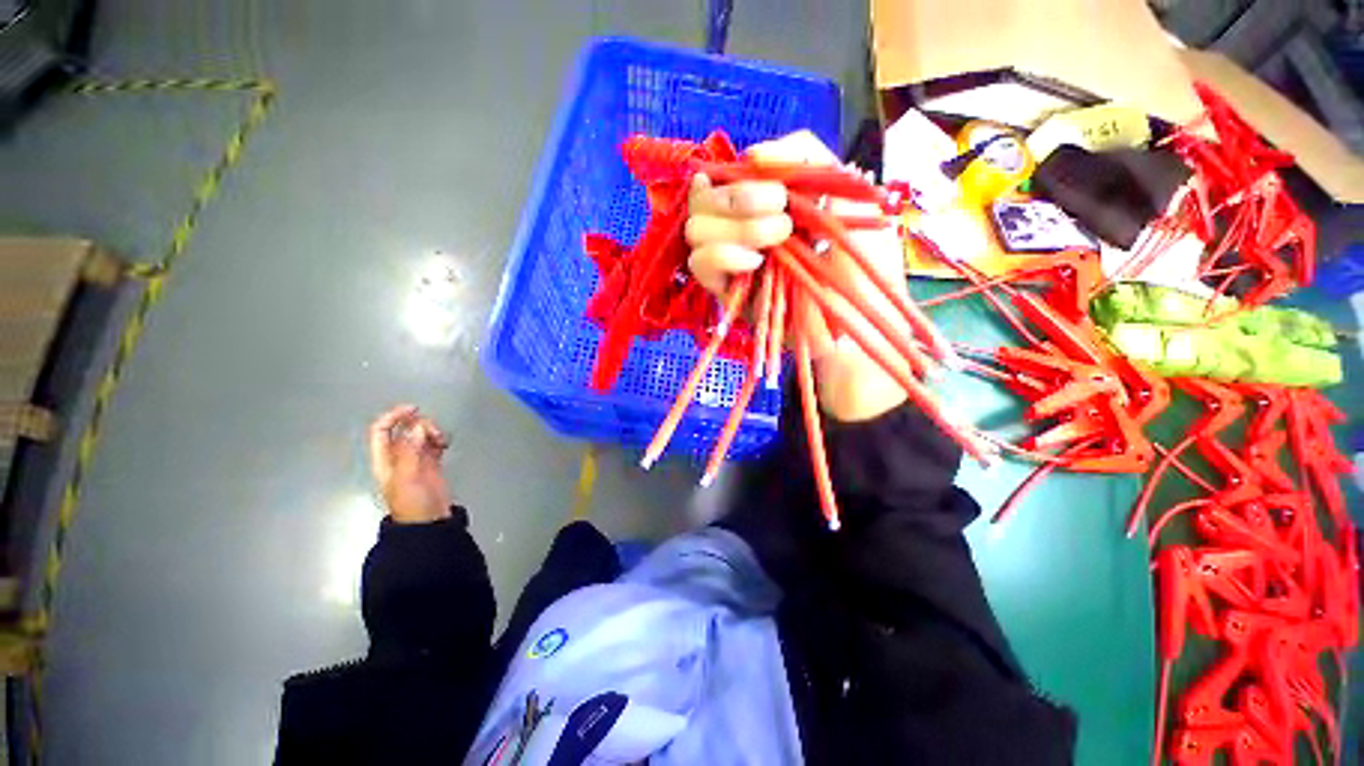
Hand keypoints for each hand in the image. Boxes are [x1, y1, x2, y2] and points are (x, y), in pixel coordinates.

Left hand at [368, 405, 452, 523]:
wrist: (429, 522)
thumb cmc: (412, 502)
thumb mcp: (408, 477)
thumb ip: (411, 450)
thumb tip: (418, 427)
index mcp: (385, 458)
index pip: (381, 429)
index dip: (394, 416)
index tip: (414, 410)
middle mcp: (398, 455)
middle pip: (404, 428)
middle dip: (420, 424)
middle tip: (434, 433)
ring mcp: (416, 459)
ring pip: (421, 434)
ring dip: (432, 431)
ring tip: (442, 441)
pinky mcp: (432, 463)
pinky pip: (434, 443)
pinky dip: (440, 439)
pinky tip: (445, 445)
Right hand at [685, 131, 912, 421]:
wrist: (858, 323)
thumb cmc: (862, 262)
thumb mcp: (848, 192)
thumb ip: (808, 156)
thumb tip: (752, 154)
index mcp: (765, 204)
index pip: (725, 175)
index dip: (739, 173)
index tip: (777, 185)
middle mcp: (740, 229)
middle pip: (701, 199)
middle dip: (738, 198)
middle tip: (781, 211)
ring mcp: (730, 262)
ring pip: (694, 230)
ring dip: (734, 226)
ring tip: (778, 238)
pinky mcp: (726, 294)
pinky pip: (700, 264)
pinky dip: (722, 254)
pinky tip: (754, 263)